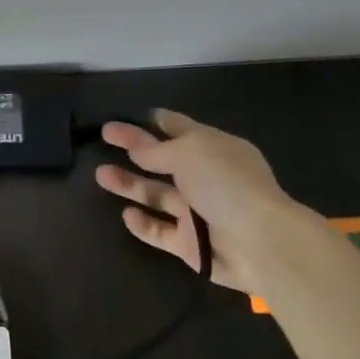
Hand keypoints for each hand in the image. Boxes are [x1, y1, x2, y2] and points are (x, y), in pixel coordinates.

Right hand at [95, 111, 302, 291]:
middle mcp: (205, 178)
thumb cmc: (225, 184)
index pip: (179, 128)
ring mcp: (197, 211)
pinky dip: (143, 223)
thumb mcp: (189, 152)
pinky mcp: (190, 243)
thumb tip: (137, 149)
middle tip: (104, 135)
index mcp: (214, 149)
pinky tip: (127, 214)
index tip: (127, 115)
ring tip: (101, 175)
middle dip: (134, 147)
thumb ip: (156, 150)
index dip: (153, 121)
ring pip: (156, 194)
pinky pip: (160, 230)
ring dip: (129, 184)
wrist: (259, 243)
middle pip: (162, 159)